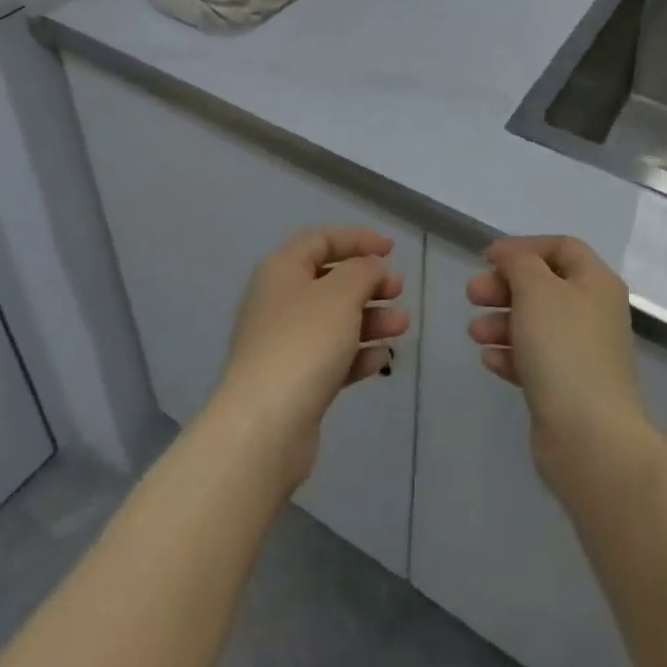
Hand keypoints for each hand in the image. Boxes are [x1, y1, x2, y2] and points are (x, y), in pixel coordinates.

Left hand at [210, 228, 409, 490]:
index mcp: (282, 270)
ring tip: (402, 326)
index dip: (357, 239)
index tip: (391, 250)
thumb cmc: (304, 343)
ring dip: (370, 318)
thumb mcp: (341, 294)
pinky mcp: (294, 381)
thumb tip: (370, 267)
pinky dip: (357, 353)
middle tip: (398, 290)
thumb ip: (362, 271)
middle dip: (368, 283)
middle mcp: (279, 301)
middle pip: (329, 281)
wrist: (265, 426)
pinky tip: (381, 358)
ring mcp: (284, 344)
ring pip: (334, 320)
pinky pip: (331, 357)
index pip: (321, 240)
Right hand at [466, 236, 650, 483]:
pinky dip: (511, 355)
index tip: (488, 258)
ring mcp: (583, 354)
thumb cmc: (564, 349)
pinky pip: (535, 360)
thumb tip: (510, 256)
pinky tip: (488, 360)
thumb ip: (519, 263)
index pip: (561, 247)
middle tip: (472, 295)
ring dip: (502, 322)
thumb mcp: (536, 290)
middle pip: (544, 286)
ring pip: (536, 324)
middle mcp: (594, 313)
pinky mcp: (568, 389)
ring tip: (474, 332)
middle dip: (505, 287)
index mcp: (596, 283)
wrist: (590, 438)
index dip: (523, 247)